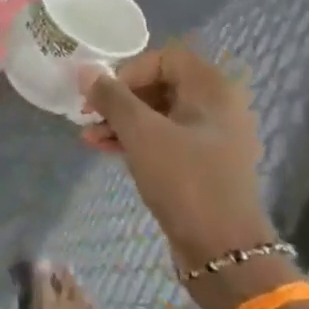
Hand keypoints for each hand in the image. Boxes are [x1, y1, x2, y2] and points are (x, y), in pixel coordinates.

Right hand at [82, 43, 274, 269]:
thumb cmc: (185, 180)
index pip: (165, 58)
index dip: (129, 71)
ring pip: (159, 113)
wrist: (223, 250)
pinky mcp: (203, 163)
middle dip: (120, 98)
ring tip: (88, 136)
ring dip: (122, 121)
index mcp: (213, 90)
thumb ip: (111, 97)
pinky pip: (164, 138)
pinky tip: (105, 149)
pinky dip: (136, 139)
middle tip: (90, 114)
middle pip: (160, 84)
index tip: (105, 95)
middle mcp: (218, 107)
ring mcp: (212, 137)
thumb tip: (85, 70)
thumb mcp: (141, 134)